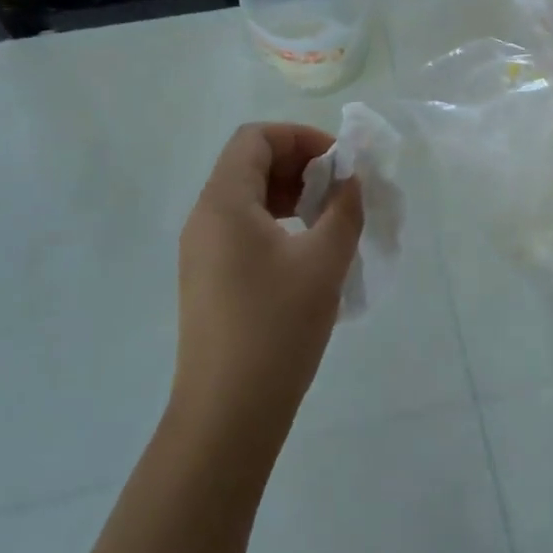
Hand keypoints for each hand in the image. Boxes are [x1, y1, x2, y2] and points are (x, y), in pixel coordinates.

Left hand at [172, 123, 364, 455]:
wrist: (227, 414)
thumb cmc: (276, 328)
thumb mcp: (323, 262)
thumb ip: (344, 209)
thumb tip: (350, 180)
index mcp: (223, 202)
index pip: (255, 138)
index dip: (300, 137)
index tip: (338, 161)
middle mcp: (204, 217)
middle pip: (249, 162)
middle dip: (298, 164)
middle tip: (338, 189)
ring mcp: (201, 250)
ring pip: (246, 196)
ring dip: (289, 194)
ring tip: (328, 218)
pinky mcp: (208, 278)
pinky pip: (241, 227)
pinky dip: (276, 221)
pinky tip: (307, 250)